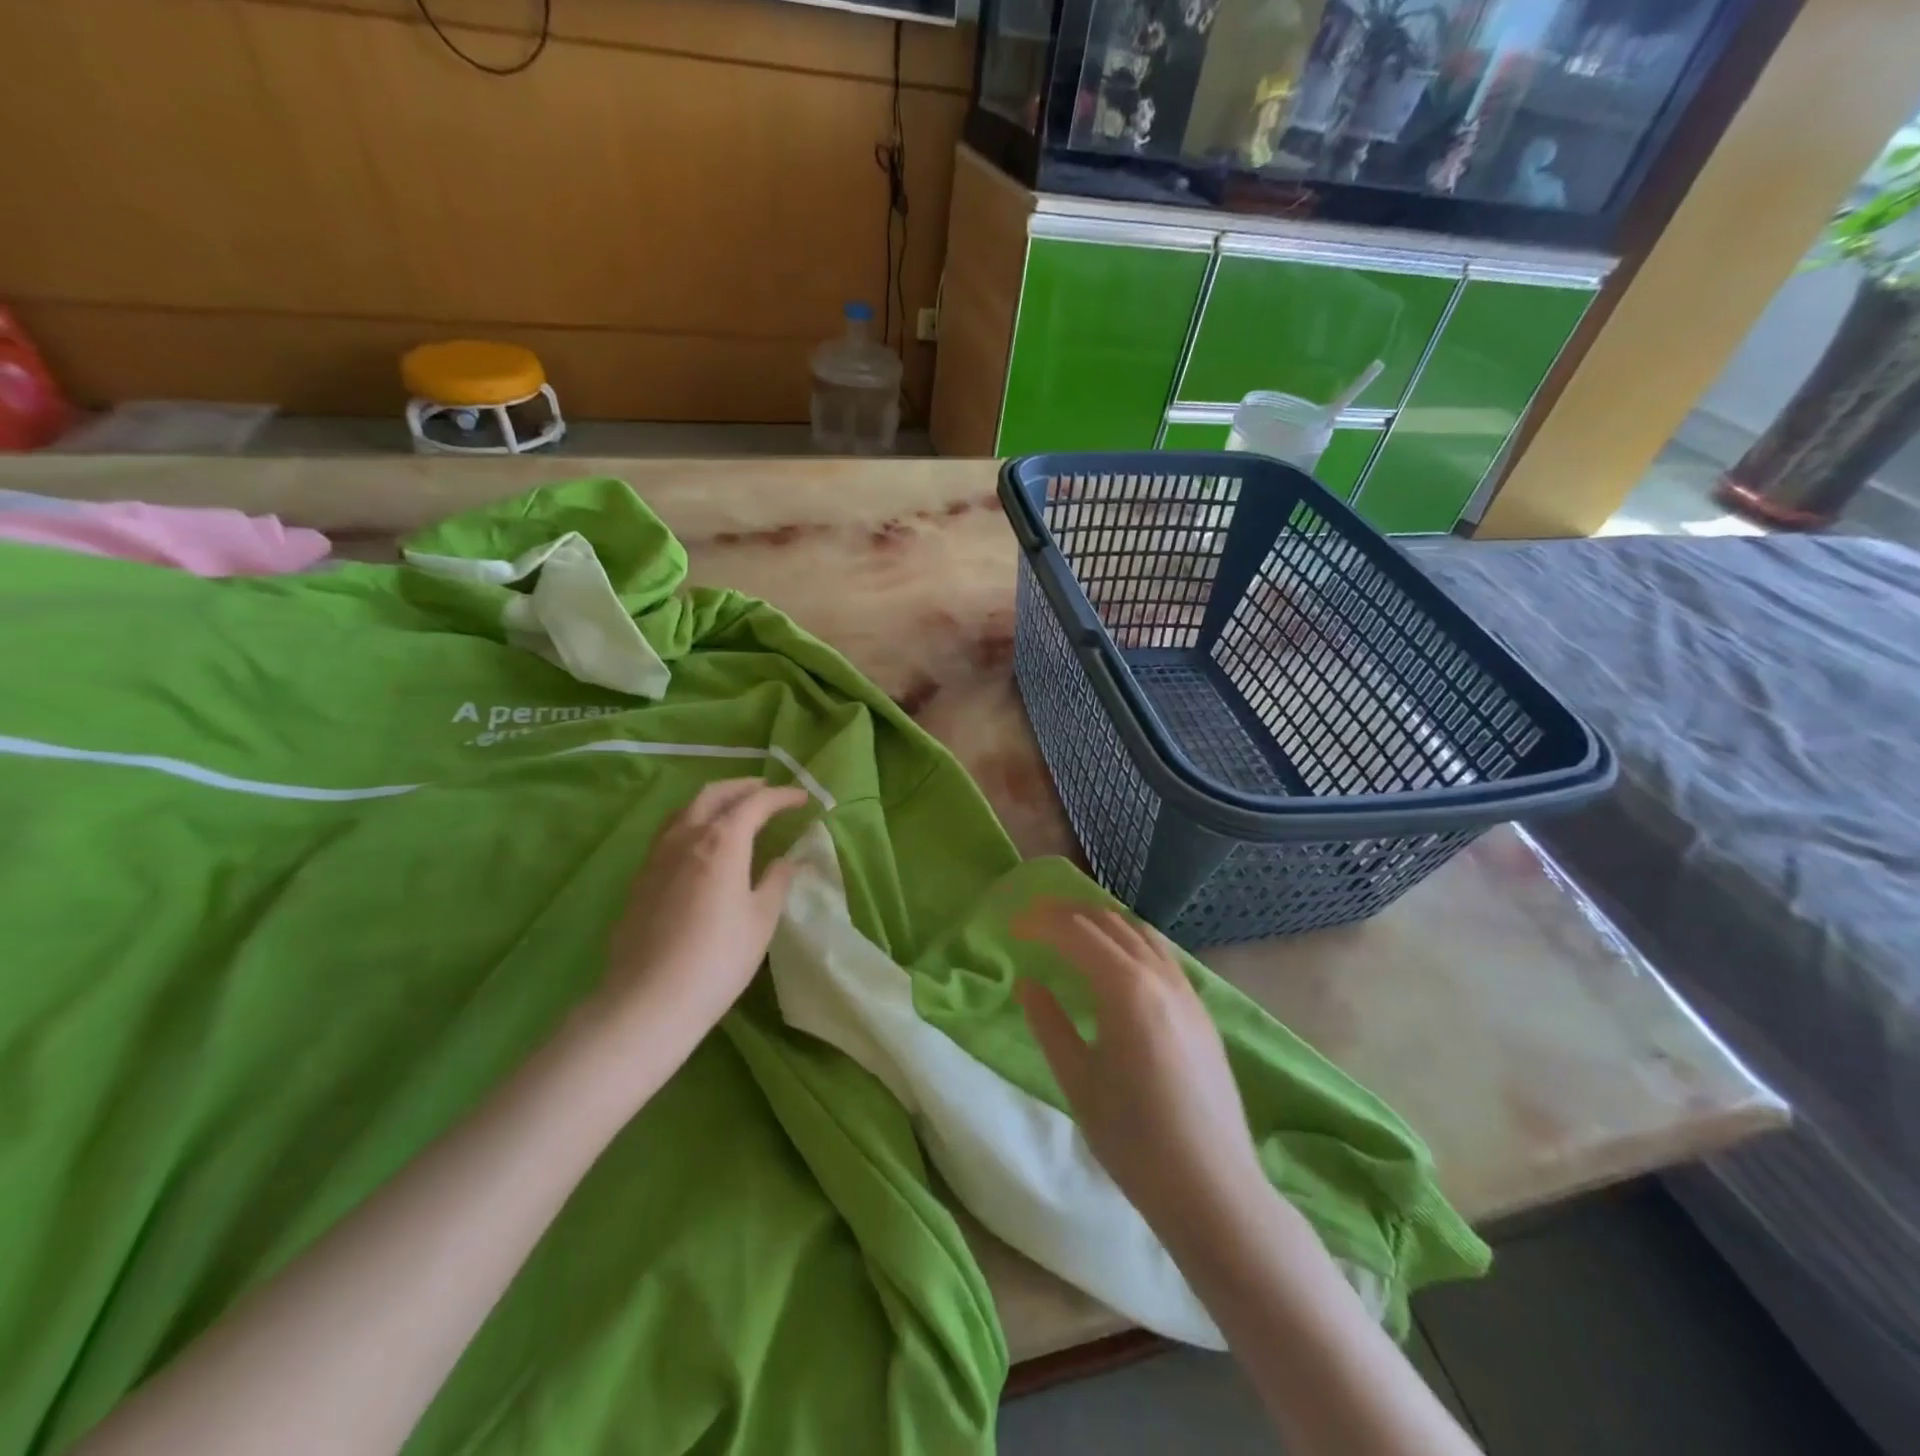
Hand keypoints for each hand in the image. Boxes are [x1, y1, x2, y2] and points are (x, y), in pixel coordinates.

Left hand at [593, 779, 809, 1049]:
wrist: (649, 1001)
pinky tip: (699, 844)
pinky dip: (691, 823)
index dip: (781, 797)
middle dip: (742, 787)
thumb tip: (787, 861)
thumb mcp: (761, 920)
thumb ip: (776, 882)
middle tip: (765, 790)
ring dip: (712, 801)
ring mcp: (656, 856)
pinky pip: (668, 833)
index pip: (755, 803)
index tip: (802, 799)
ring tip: (732, 809)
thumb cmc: (718, 959)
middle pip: (713, 794)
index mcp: (721, 841)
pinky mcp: (639, 879)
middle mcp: (685, 837)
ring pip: (684, 810)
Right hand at [1012, 899, 1267, 1243]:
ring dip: (1100, 922)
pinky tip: (1116, 965)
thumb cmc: (1135, 1141)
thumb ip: (1049, 1024)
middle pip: (1108, 922)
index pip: (1075, 932)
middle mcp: (1160, 976)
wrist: (1213, 1189)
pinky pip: (1160, 953)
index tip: (1011, 928)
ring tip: (1070, 933)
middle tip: (1033, 922)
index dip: (1040, 923)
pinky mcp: (1201, 1010)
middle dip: (1067, 913)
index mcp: (1126, 989)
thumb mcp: (1078, 1082)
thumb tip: (1028, 983)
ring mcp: (1187, 991)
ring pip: (1140, 932)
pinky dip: (1129, 941)